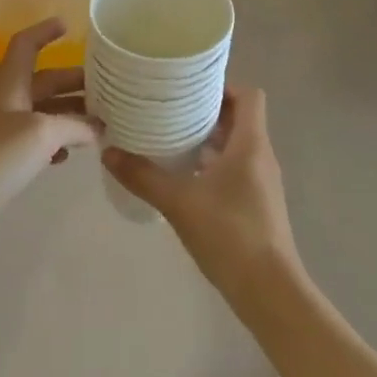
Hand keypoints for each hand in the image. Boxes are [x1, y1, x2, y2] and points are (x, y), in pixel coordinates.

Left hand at [0, 19, 100, 232]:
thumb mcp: (42, 133)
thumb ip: (75, 126)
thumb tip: (98, 128)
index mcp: (11, 84)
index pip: (26, 45)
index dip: (45, 31)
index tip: (68, 25)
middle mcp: (7, 101)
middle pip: (44, 81)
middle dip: (74, 81)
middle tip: (109, 88)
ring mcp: (3, 131)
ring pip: (43, 112)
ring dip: (70, 113)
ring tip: (100, 122)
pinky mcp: (3, 159)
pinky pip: (36, 141)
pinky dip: (56, 141)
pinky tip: (71, 154)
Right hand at [102, 86, 302, 304]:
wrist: (269, 291)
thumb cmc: (229, 234)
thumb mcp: (179, 202)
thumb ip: (143, 175)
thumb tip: (108, 152)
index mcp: (251, 144)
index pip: (249, 95)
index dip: (223, 86)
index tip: (189, 88)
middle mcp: (261, 156)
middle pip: (240, 118)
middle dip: (206, 111)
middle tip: (169, 109)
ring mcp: (262, 182)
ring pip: (236, 145)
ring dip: (208, 139)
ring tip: (170, 138)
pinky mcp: (257, 204)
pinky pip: (235, 169)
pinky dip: (212, 165)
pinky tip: (183, 177)